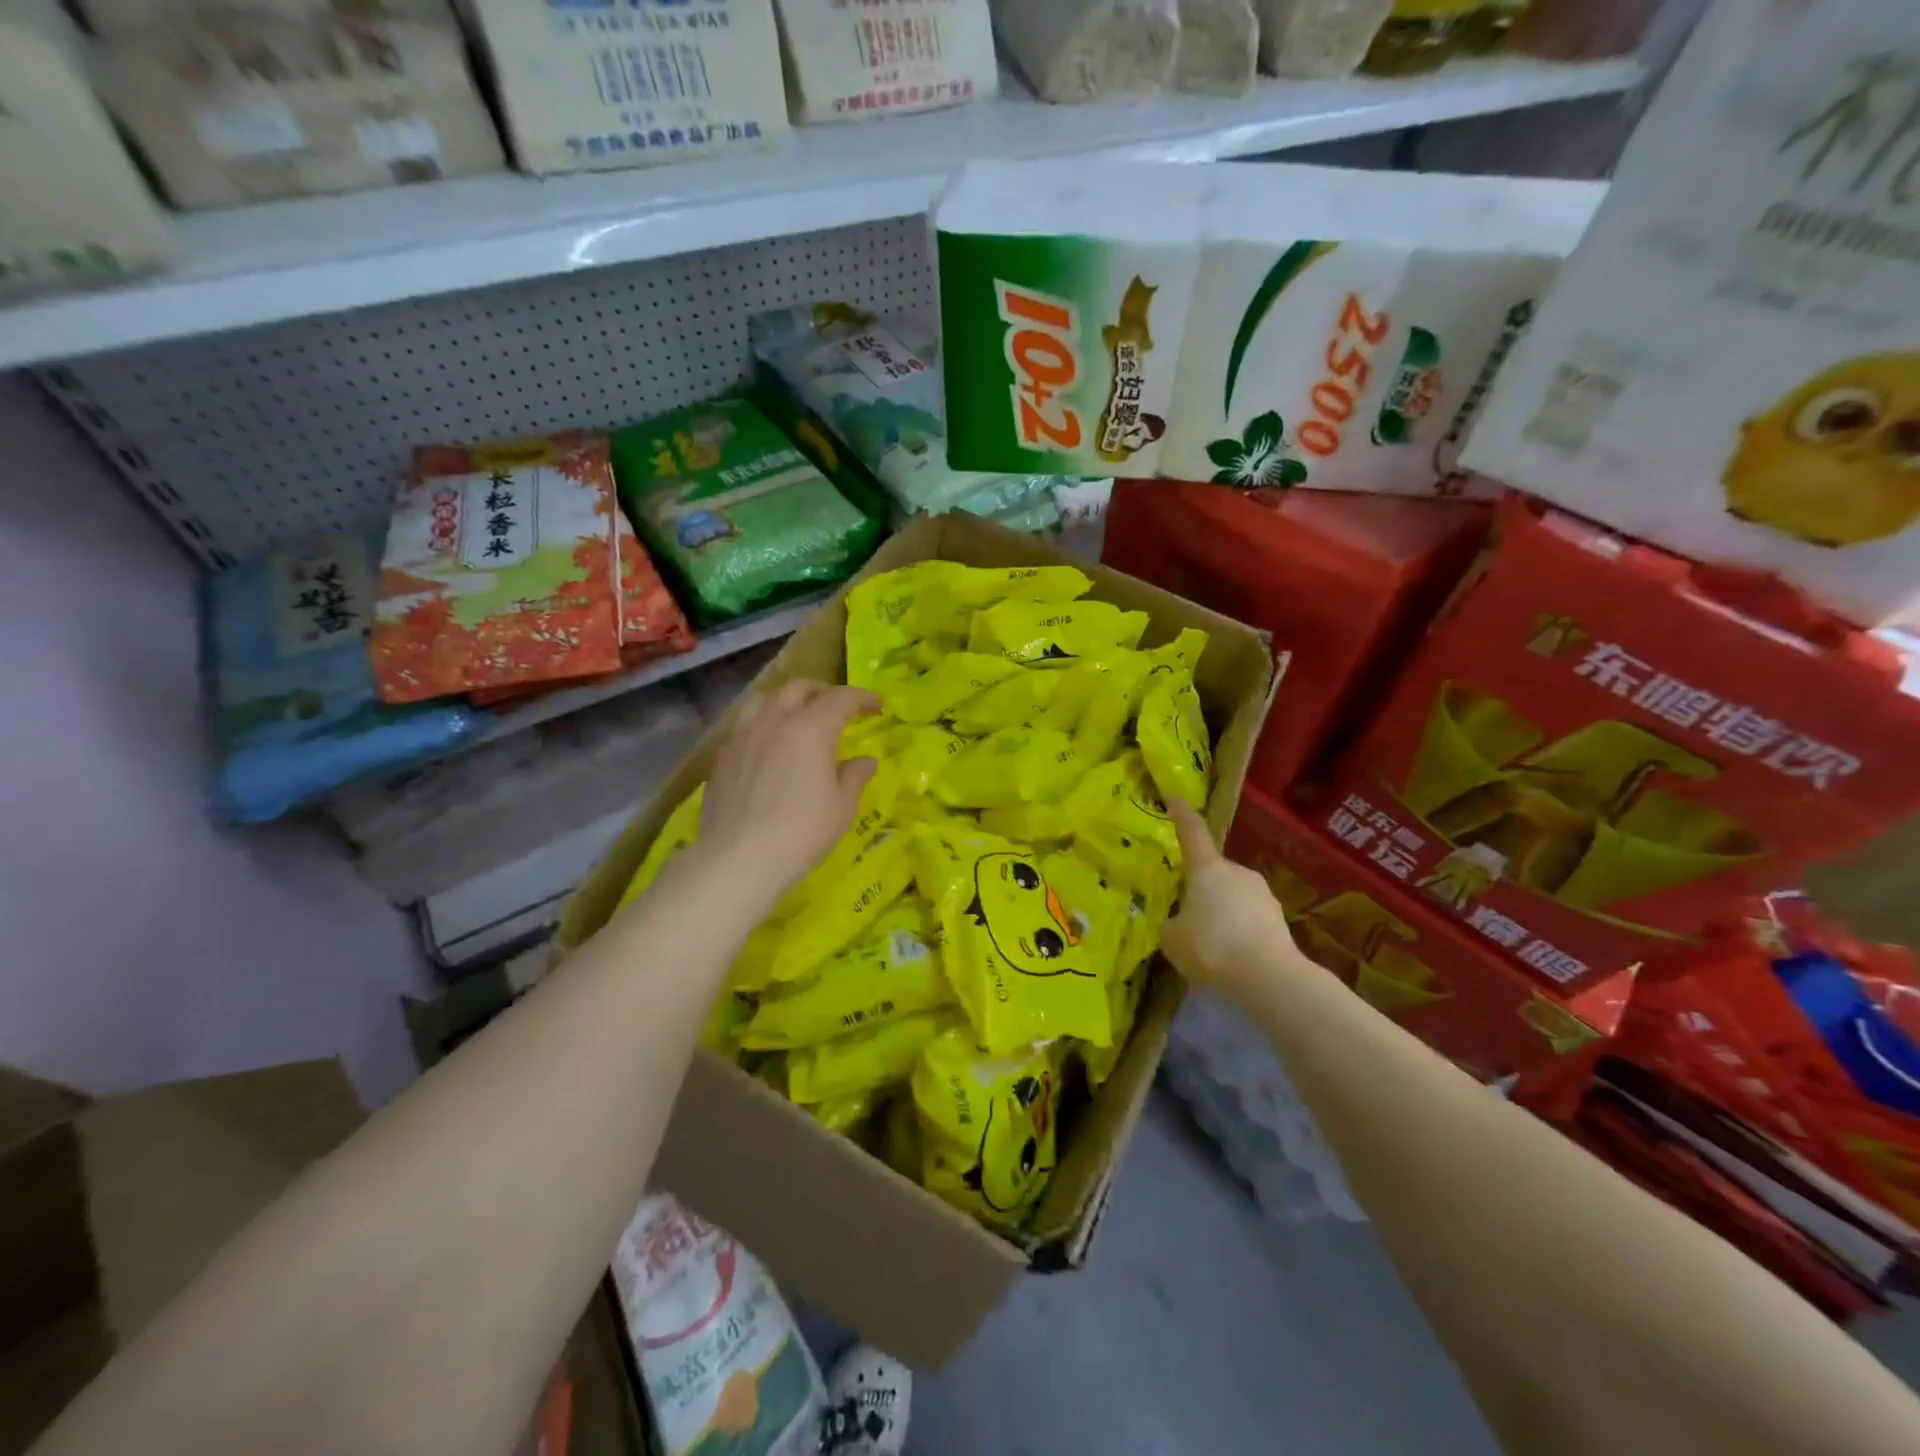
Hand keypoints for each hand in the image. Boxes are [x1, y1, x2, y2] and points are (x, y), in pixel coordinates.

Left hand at [696, 679, 880, 907]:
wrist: (738, 860)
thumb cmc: (802, 832)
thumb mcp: (842, 807)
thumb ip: (855, 776)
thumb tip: (865, 761)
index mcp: (810, 728)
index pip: (841, 698)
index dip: (862, 698)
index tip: (878, 706)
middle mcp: (774, 721)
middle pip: (799, 688)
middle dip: (823, 692)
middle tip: (839, 708)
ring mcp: (742, 736)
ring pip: (764, 699)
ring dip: (787, 699)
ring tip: (797, 716)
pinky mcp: (722, 756)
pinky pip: (743, 724)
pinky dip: (762, 722)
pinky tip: (767, 744)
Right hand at [1161, 799, 1303, 1006]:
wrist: (1269, 978)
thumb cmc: (1212, 948)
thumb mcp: (1172, 938)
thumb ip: (1171, 923)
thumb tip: (1177, 921)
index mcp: (1207, 868)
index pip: (1191, 831)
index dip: (1181, 814)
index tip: (1174, 797)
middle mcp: (1237, 872)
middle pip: (1212, 872)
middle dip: (1199, 888)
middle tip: (1185, 913)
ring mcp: (1262, 894)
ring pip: (1232, 896)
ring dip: (1220, 911)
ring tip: (1208, 943)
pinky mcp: (1278, 920)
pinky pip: (1248, 918)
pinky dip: (1237, 930)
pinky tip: (1230, 956)